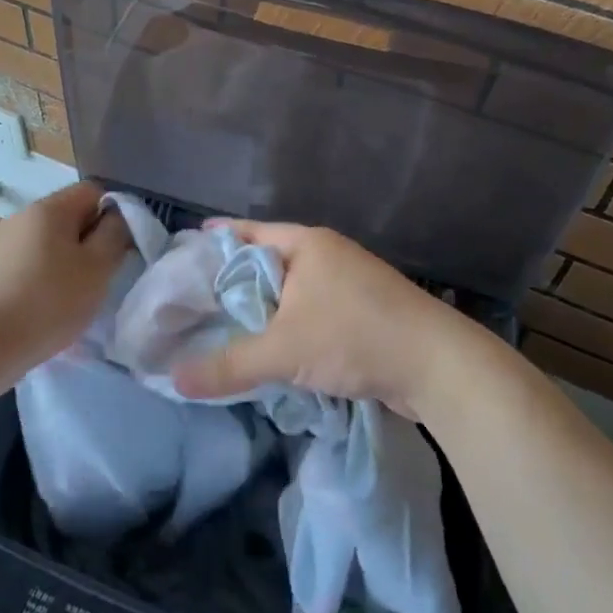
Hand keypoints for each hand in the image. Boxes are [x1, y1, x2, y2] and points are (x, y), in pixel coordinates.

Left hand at [0, 182, 133, 393]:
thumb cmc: (48, 302)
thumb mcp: (97, 269)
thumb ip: (115, 235)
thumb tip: (118, 217)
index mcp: (49, 208)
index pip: (93, 191)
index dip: (114, 213)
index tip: (121, 247)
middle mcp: (21, 216)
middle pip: (69, 217)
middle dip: (90, 242)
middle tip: (100, 277)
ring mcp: (0, 243)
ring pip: (47, 243)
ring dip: (66, 263)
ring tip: (72, 298)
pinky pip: (27, 264)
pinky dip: (42, 279)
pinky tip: (43, 309)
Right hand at [169, 221, 496, 421]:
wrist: (438, 366)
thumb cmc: (356, 337)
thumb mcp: (284, 351)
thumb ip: (229, 365)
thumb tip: (175, 379)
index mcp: (307, 244)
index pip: (247, 233)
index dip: (214, 242)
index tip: (182, 254)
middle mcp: (327, 254)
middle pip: (267, 261)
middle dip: (233, 280)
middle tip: (193, 298)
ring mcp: (348, 282)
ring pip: (290, 290)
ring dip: (262, 307)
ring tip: (223, 325)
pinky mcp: (362, 311)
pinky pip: (310, 310)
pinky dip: (287, 324)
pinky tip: (269, 346)